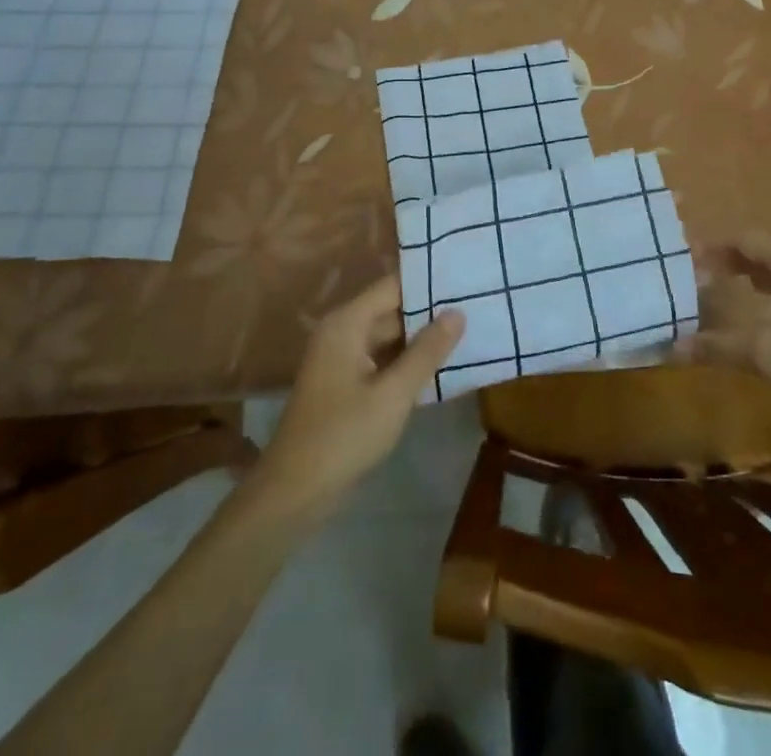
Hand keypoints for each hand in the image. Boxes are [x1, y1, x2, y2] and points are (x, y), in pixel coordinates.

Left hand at [252, 276, 463, 522]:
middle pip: (393, 309)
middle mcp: (343, 332)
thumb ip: (427, 351)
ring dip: (423, 338)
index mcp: (347, 323)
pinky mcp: (347, 384)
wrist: (294, 492)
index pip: (394, 286)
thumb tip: (458, 312)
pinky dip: (409, 361)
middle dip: (431, 311)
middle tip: (476, 305)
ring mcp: (343, 359)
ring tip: (469, 330)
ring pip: (390, 337)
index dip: (428, 281)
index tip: (465, 277)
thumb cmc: (344, 435)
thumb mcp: (393, 394)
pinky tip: (442, 365)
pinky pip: (383, 360)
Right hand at [691, 233, 770, 442]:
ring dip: (758, 276)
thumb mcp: (766, 355)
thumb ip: (719, 346)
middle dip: (735, 260)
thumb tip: (673, 346)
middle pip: (768, 252)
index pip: (748, 240)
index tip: (689, 259)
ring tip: (734, 288)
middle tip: (705, 275)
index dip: (715, 246)